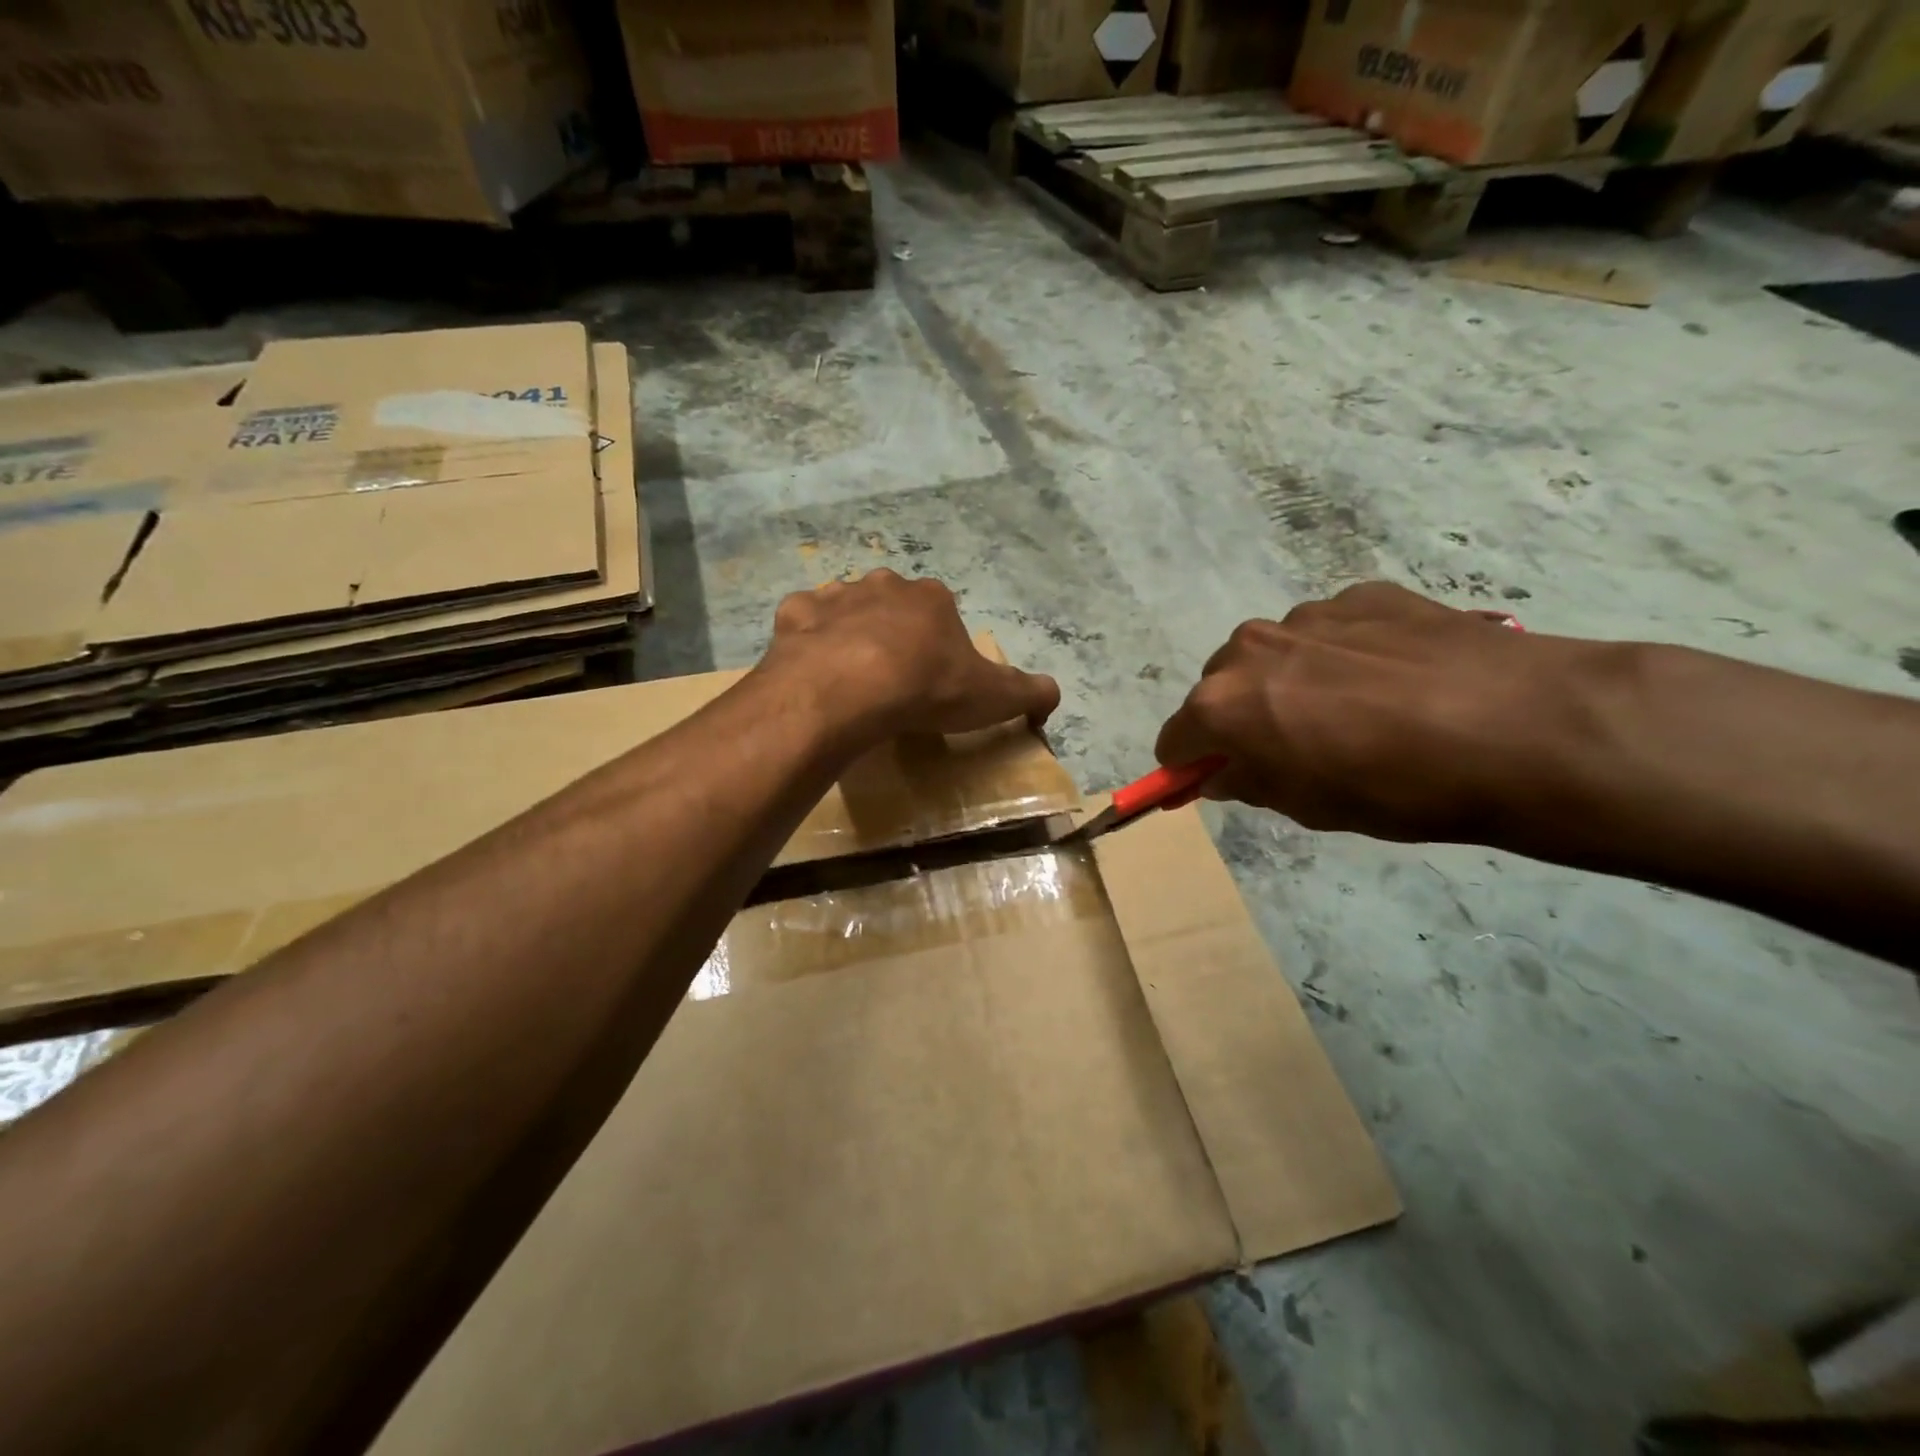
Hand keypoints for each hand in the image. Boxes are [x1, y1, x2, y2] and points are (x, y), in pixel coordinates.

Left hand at [762, 570, 1060, 741]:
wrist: (851, 689)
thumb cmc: (927, 688)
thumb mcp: (993, 697)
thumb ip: (1030, 692)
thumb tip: (1054, 694)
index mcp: (932, 599)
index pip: (941, 611)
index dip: (938, 643)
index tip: (932, 676)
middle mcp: (884, 586)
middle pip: (892, 604)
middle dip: (892, 632)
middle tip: (890, 677)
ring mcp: (835, 596)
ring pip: (845, 609)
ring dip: (847, 633)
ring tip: (849, 676)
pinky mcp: (794, 615)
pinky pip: (803, 623)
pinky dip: (807, 640)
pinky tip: (811, 668)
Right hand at [1156, 582, 1608, 842]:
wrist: (1522, 728)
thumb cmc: (1397, 788)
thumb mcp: (1308, 806)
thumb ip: (1247, 782)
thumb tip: (1221, 770)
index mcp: (1222, 703)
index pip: (1176, 738)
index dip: (1192, 763)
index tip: (1217, 778)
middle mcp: (1249, 648)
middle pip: (1220, 687)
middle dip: (1241, 717)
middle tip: (1295, 747)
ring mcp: (1307, 614)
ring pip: (1274, 654)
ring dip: (1290, 681)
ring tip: (1356, 710)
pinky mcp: (1363, 595)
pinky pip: (1329, 631)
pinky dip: (1343, 655)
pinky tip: (1394, 680)